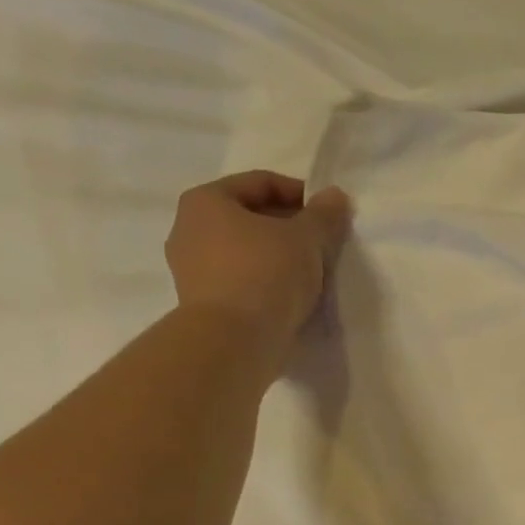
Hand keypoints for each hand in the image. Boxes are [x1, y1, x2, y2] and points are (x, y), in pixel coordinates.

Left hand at [163, 169, 350, 331]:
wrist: (234, 342)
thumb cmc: (266, 274)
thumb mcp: (305, 239)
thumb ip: (323, 215)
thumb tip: (336, 196)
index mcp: (206, 200)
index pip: (260, 183)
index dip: (300, 193)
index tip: (328, 213)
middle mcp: (189, 229)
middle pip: (250, 218)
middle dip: (288, 227)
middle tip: (322, 244)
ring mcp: (191, 270)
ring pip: (245, 252)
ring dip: (277, 258)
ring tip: (310, 273)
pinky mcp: (203, 305)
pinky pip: (241, 282)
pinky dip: (265, 283)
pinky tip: (290, 297)